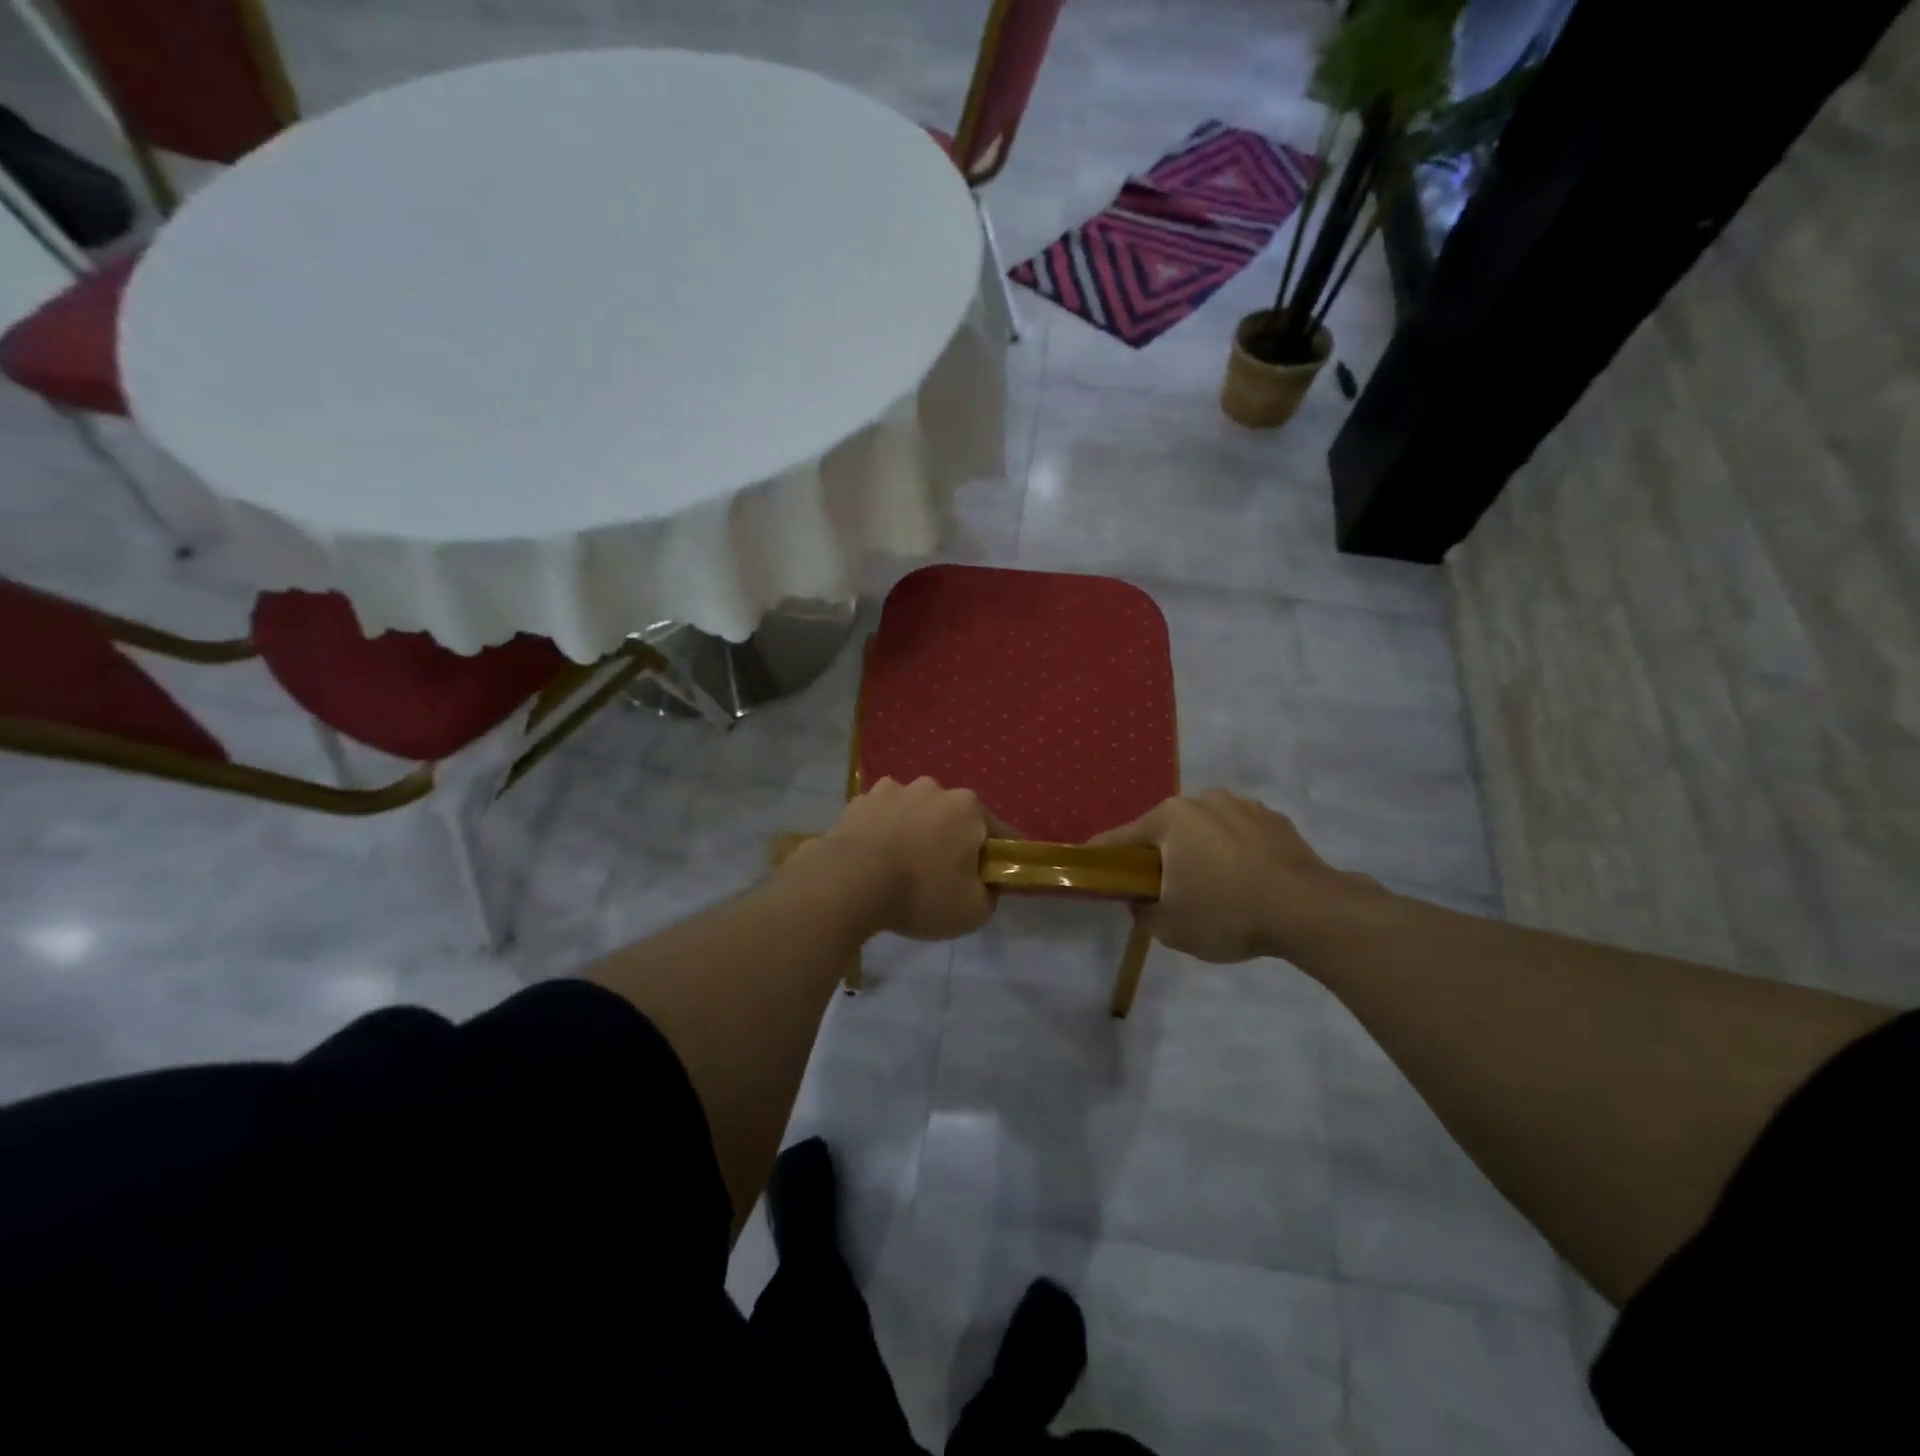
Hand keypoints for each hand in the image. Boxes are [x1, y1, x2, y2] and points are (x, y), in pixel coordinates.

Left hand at [804, 777, 996, 940]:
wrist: (851, 882)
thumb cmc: (922, 893)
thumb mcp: (973, 910)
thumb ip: (990, 893)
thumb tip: (986, 884)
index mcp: (968, 807)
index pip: (999, 832)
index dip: (999, 857)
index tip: (992, 878)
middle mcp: (933, 788)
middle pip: (953, 817)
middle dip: (951, 840)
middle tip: (941, 877)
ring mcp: (893, 790)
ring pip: (914, 812)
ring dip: (914, 831)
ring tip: (901, 866)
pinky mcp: (859, 801)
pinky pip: (880, 817)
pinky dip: (881, 831)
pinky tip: (873, 858)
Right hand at [1091, 789, 1380, 962]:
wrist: (1309, 910)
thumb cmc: (1226, 912)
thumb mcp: (1170, 927)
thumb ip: (1143, 911)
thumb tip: (1142, 901)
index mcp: (1170, 818)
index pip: (1121, 838)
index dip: (1103, 856)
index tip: (1091, 867)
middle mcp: (1203, 800)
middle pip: (1166, 831)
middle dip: (1160, 857)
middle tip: (1163, 891)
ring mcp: (1243, 806)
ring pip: (1206, 831)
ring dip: (1200, 852)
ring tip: (1213, 889)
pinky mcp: (1276, 820)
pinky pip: (1240, 836)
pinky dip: (1235, 854)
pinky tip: (1246, 884)